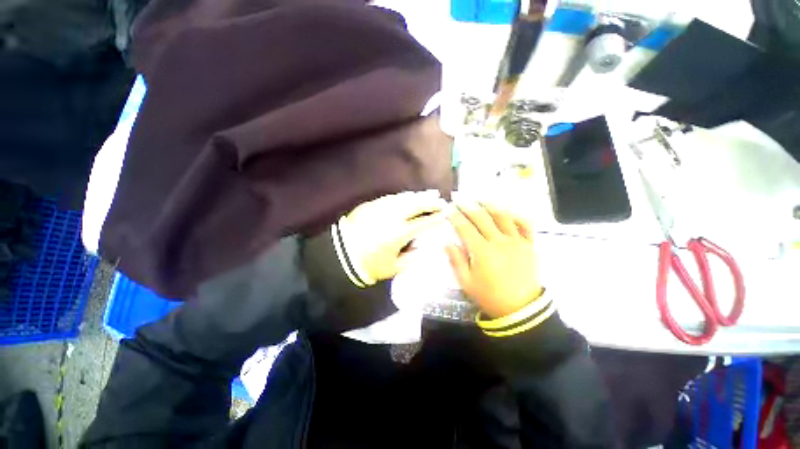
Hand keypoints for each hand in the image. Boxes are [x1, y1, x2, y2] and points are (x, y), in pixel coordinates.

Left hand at [340, 190, 445, 283]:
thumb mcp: (393, 268)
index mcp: (398, 234)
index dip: (436, 218)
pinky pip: (391, 197)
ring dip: (418, 195)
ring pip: (404, 198)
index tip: (446, 214)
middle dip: (430, 201)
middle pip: (415, 204)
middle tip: (441, 199)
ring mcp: (380, 208)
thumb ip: (412, 258)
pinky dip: (403, 196)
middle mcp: (391, 217)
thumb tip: (426, 248)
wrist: (340, 255)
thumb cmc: (369, 265)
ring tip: (430, 194)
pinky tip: (409, 195)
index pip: (423, 223)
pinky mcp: (371, 205)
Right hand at [445, 203, 541, 317]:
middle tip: (459, 197)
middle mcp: (499, 242)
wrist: (520, 310)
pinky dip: (516, 215)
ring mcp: (516, 242)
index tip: (448, 209)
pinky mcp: (529, 245)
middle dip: (468, 206)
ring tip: (480, 198)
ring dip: (490, 204)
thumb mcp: (466, 283)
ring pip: (503, 216)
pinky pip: (525, 225)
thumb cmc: (489, 296)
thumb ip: (456, 261)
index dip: (455, 216)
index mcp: (482, 251)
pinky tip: (508, 212)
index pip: (465, 228)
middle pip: (482, 218)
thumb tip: (447, 243)